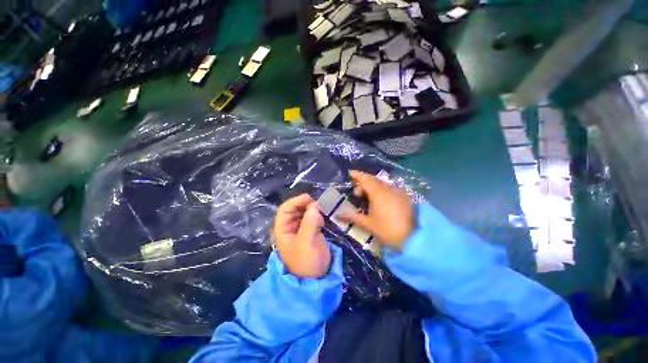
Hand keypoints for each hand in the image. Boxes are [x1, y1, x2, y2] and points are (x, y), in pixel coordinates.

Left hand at [273, 194, 330, 278]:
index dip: (295, 201)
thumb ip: (309, 224)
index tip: (308, 198)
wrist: (316, 277)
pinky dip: (318, 216)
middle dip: (306, 205)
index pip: (285, 209)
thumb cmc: (306, 262)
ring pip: (305, 212)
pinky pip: (313, 217)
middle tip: (318, 206)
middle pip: (296, 208)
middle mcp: (291, 226)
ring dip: (313, 210)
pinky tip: (322, 223)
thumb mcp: (306, 243)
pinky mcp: (311, 230)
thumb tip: (314, 206)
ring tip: (321, 216)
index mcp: (283, 229)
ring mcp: (302, 228)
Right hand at [342, 171, 414, 251]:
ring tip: (368, 197)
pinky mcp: (405, 197)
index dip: (357, 175)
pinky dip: (382, 190)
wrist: (413, 239)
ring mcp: (398, 192)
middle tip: (357, 193)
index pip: (365, 179)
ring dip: (373, 187)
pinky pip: (390, 189)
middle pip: (374, 180)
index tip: (350, 173)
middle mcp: (388, 189)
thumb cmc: (386, 230)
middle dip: (364, 183)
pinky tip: (381, 200)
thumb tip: (338, 214)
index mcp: (377, 193)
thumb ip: (352, 216)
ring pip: (383, 184)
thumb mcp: (367, 224)